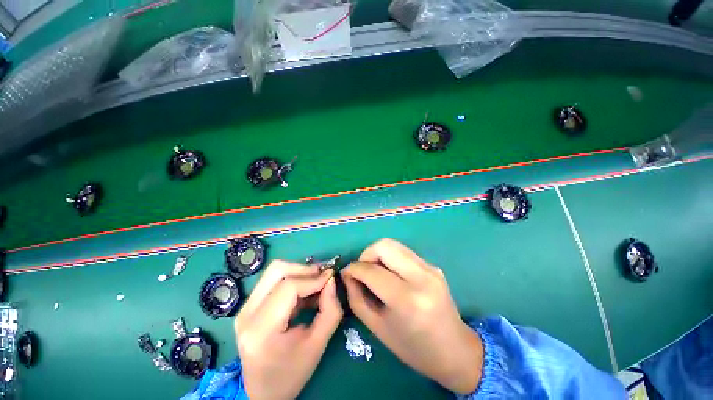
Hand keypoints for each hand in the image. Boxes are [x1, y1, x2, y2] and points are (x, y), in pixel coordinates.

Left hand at [235, 260, 342, 399]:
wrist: (262, 393)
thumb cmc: (290, 374)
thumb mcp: (317, 345)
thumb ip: (330, 310)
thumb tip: (331, 280)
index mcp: (260, 329)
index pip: (289, 287)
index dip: (313, 279)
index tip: (331, 278)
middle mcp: (246, 313)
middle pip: (277, 270)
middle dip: (304, 268)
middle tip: (322, 275)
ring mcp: (244, 308)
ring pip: (274, 271)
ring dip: (298, 273)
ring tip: (315, 284)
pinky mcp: (247, 306)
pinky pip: (272, 281)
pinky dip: (292, 280)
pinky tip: (305, 293)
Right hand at [341, 238, 482, 393]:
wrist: (454, 350)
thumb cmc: (412, 347)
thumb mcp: (377, 328)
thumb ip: (356, 298)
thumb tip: (347, 274)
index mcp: (406, 300)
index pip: (371, 270)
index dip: (354, 268)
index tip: (346, 272)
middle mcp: (421, 277)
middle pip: (384, 245)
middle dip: (366, 254)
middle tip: (362, 270)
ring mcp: (430, 268)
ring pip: (394, 245)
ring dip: (378, 254)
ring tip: (375, 271)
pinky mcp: (433, 265)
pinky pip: (404, 252)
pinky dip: (391, 258)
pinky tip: (391, 274)